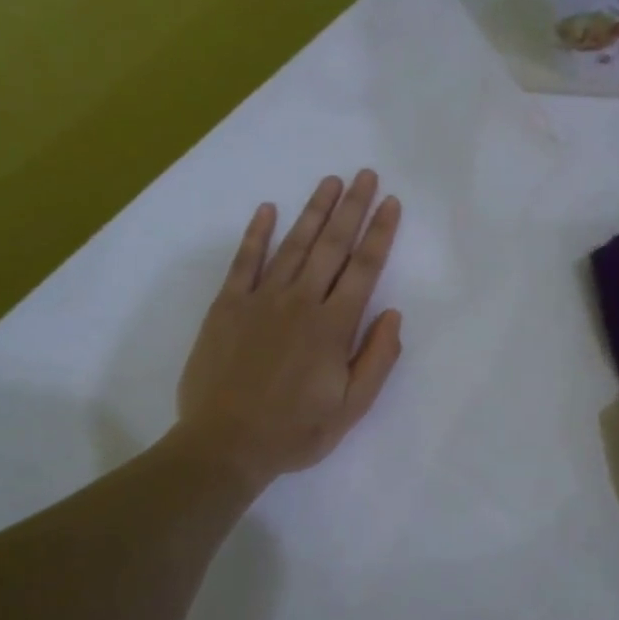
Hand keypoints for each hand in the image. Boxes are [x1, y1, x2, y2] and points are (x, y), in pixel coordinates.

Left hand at [176, 171, 403, 489]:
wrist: (225, 444)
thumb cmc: (294, 432)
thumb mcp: (351, 409)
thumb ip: (377, 360)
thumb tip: (393, 315)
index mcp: (333, 328)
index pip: (364, 269)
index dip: (380, 234)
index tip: (391, 204)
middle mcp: (300, 303)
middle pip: (332, 246)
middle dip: (352, 208)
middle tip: (366, 175)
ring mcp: (260, 300)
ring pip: (293, 245)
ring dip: (314, 211)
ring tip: (331, 181)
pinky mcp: (227, 306)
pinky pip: (244, 261)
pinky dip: (257, 234)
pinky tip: (268, 209)